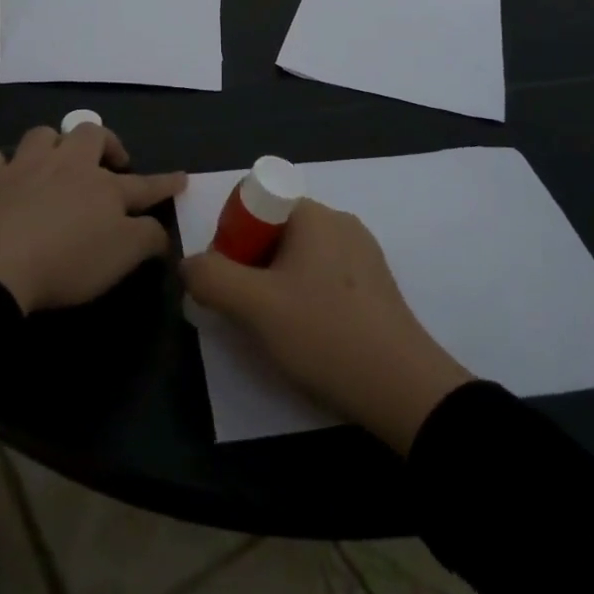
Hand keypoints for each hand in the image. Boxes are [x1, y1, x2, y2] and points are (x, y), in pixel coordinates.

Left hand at [0, 124, 185, 314]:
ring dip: (53, 143)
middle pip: (91, 135)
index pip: (144, 184)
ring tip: (56, 161)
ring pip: (43, 135)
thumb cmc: (66, 262)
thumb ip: (147, 239)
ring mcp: (24, 167)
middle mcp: (67, 166)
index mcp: (104, 188)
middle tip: (110, 163)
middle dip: (105, 143)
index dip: (165, 182)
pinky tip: (3, 176)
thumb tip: (160, 228)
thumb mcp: (122, 258)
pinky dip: (1, 165)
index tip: (182, 178)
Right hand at [180, 200, 473, 455]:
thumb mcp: (254, 307)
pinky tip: (309, 335)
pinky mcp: (376, 285)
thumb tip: (189, 263)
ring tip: (276, 329)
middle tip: (247, 310)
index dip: (231, 236)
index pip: (255, 203)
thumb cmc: (324, 334)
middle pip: (275, 230)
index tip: (230, 280)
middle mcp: (340, 222)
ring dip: (277, 285)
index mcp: (313, 214)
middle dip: (251, 265)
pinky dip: (306, 297)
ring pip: (299, 257)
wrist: (404, 390)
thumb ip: (211, 278)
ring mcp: (363, 253)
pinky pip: (325, 277)